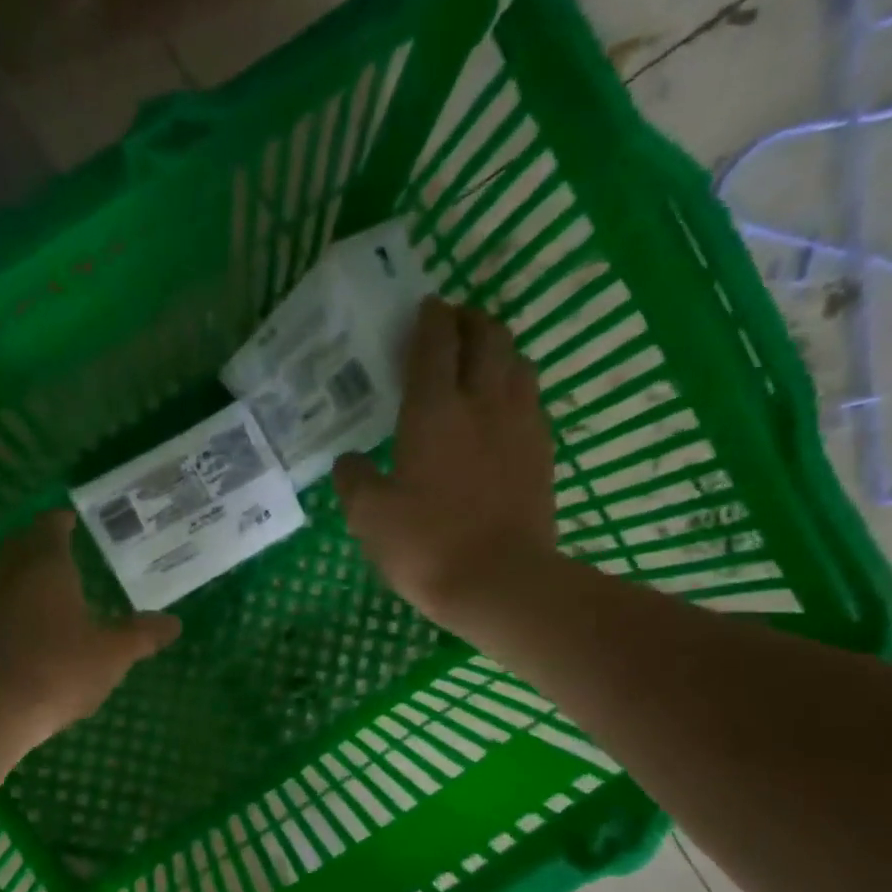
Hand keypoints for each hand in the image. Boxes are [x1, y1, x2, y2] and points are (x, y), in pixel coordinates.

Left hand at [0, 510, 180, 739]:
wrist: (0, 709)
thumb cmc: (61, 668)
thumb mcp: (113, 653)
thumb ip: (142, 635)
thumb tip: (174, 622)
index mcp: (49, 569)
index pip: (50, 528)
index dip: (60, 520)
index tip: (72, 517)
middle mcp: (17, 579)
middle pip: (19, 544)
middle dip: (36, 537)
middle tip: (57, 539)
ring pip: (7, 572)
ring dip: (24, 566)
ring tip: (50, 575)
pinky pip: (4, 600)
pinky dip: (19, 596)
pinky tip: (38, 615)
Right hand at [332, 298, 556, 629]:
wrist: (500, 583)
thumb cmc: (427, 546)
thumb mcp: (370, 517)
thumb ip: (354, 480)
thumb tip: (349, 461)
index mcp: (434, 410)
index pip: (435, 342)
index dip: (428, 318)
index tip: (421, 309)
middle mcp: (483, 402)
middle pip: (487, 335)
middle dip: (468, 320)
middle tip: (449, 326)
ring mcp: (521, 424)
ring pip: (516, 361)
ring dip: (496, 349)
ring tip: (477, 361)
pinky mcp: (542, 451)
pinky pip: (530, 398)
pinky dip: (513, 386)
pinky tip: (498, 409)